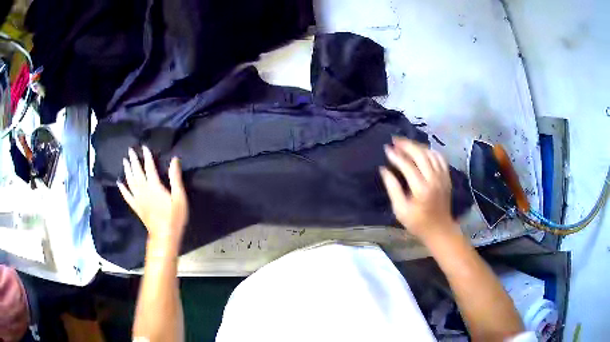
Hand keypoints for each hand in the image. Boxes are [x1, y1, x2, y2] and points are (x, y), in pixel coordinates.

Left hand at [117, 146, 187, 251]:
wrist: (164, 236)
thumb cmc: (174, 217)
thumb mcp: (179, 197)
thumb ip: (175, 178)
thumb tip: (174, 159)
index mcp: (154, 186)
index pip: (149, 167)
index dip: (147, 156)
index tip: (144, 147)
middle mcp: (143, 190)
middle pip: (137, 172)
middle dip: (133, 160)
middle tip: (130, 150)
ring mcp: (138, 199)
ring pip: (130, 181)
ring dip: (127, 170)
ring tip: (124, 161)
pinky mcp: (136, 207)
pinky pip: (127, 196)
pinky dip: (122, 188)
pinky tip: (119, 182)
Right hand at [379, 137, 458, 242]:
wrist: (440, 229)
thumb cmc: (417, 223)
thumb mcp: (400, 210)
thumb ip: (392, 188)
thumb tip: (384, 170)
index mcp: (421, 190)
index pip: (407, 166)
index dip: (396, 156)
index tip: (387, 149)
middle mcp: (434, 180)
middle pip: (421, 155)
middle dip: (407, 145)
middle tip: (395, 140)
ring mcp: (443, 177)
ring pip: (431, 154)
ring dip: (417, 146)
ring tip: (405, 144)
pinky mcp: (447, 177)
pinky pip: (440, 158)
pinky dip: (430, 151)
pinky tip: (422, 150)